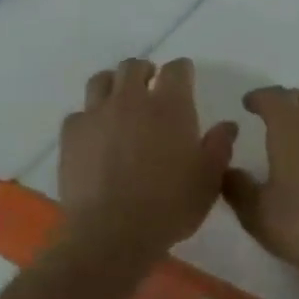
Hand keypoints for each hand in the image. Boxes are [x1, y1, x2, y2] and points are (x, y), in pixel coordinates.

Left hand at [59, 58, 236, 257]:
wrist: (111, 232)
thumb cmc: (169, 206)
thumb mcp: (208, 181)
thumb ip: (219, 147)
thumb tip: (227, 125)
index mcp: (169, 106)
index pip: (176, 70)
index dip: (181, 71)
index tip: (184, 78)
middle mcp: (131, 99)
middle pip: (133, 66)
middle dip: (144, 71)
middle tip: (150, 86)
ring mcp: (97, 113)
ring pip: (102, 81)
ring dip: (113, 85)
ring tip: (119, 102)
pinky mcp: (71, 133)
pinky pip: (80, 113)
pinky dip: (89, 118)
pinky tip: (95, 134)